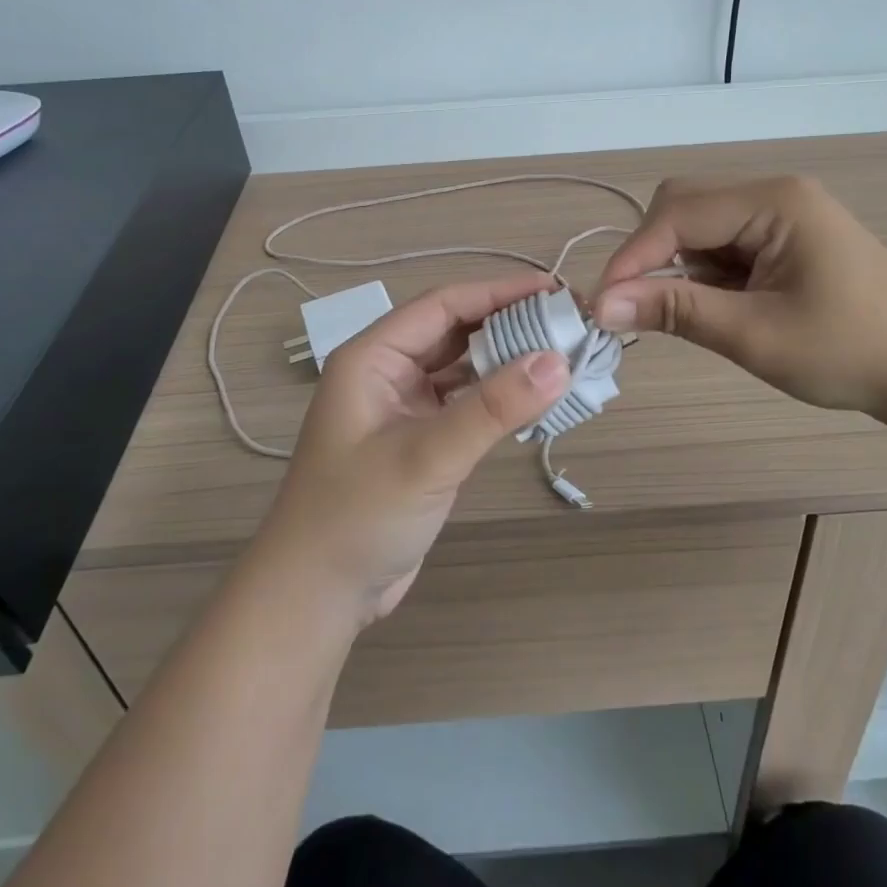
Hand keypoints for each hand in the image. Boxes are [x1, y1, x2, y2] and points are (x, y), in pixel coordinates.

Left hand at [255, 273, 570, 626]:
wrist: (316, 597)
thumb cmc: (357, 516)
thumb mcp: (427, 457)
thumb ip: (493, 408)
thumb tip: (560, 361)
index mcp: (373, 356)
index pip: (444, 305)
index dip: (499, 292)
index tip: (555, 289)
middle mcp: (388, 373)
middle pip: (456, 332)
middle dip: (510, 324)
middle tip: (569, 322)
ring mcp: (405, 408)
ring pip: (464, 368)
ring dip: (508, 362)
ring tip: (563, 354)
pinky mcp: (421, 441)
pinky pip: (467, 404)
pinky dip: (500, 398)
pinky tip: (536, 399)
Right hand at [591, 176, 886, 423]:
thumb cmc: (851, 353)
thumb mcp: (754, 335)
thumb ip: (676, 311)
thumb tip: (603, 305)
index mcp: (774, 201)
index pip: (678, 214)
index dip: (632, 257)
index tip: (601, 305)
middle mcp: (774, 194)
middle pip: (684, 207)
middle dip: (652, 255)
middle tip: (637, 309)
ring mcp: (782, 215)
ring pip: (700, 228)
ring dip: (678, 268)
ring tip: (685, 316)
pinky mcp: (784, 240)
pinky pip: (723, 245)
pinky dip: (704, 275)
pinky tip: (717, 308)